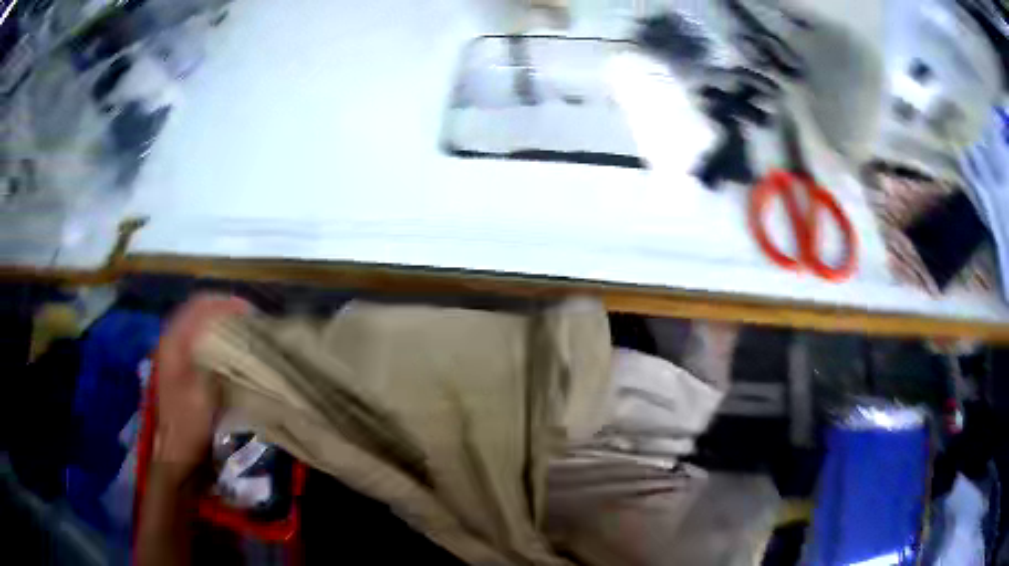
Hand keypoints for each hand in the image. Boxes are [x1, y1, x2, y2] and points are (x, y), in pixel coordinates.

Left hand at [154, 295, 250, 480]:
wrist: (177, 454)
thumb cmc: (190, 424)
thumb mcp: (204, 391)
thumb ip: (215, 358)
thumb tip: (235, 335)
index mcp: (174, 343)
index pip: (198, 307)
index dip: (224, 304)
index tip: (248, 311)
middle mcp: (171, 342)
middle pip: (197, 312)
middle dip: (223, 310)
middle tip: (248, 318)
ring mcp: (174, 356)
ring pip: (198, 326)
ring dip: (219, 324)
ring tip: (242, 330)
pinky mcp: (181, 369)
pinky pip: (199, 342)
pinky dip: (215, 339)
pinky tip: (230, 349)